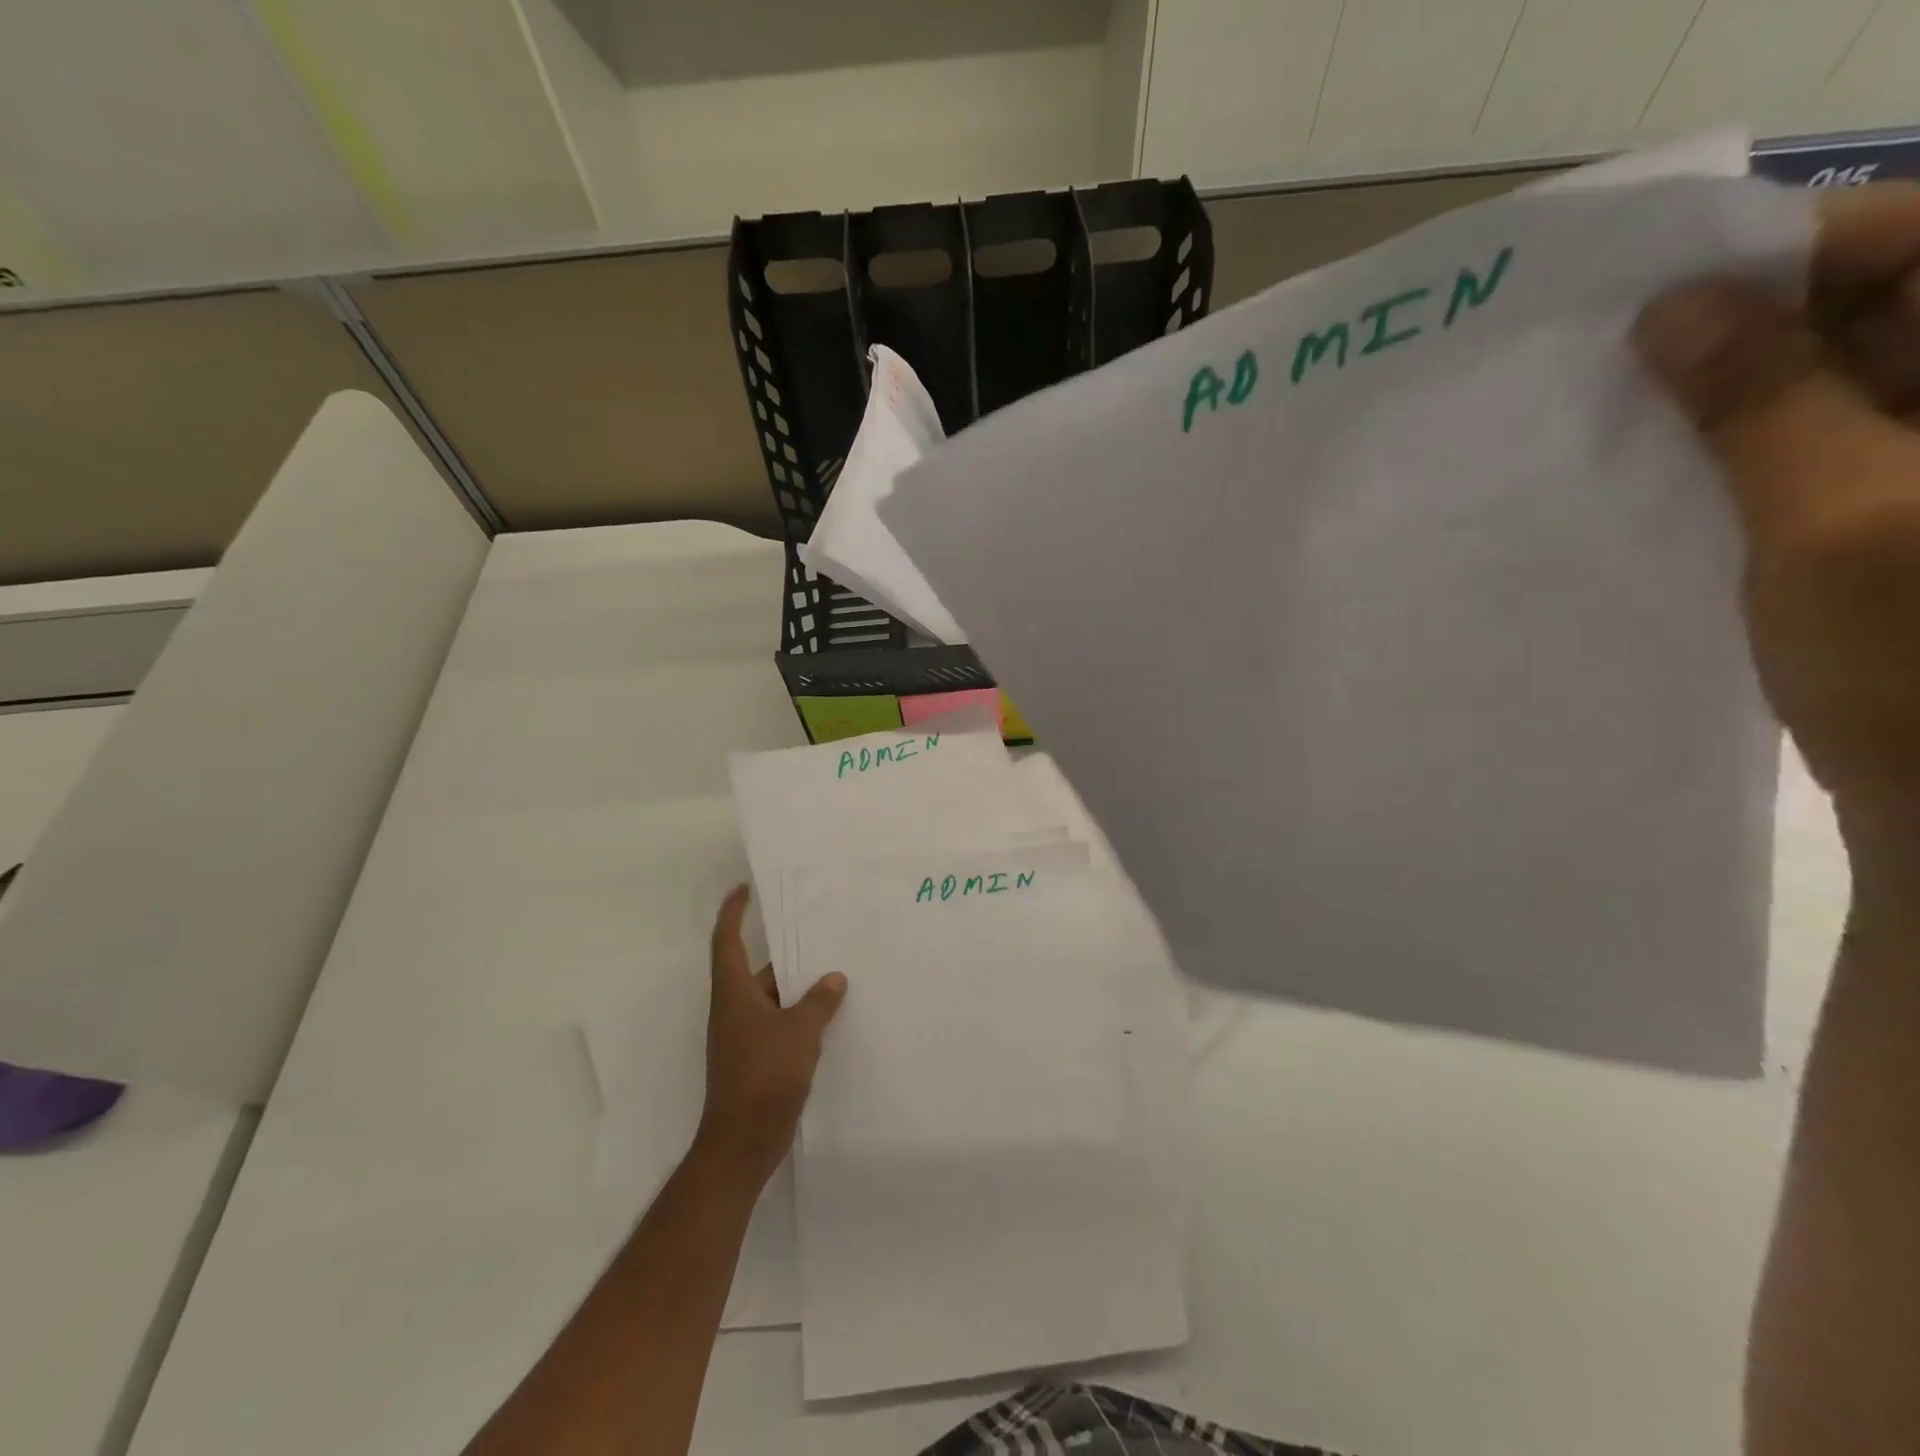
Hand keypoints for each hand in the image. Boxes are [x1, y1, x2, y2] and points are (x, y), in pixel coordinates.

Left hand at [695, 885, 846, 1188]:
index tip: (743, 890)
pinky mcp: (757, 1061)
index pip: (727, 942)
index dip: (732, 914)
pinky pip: (780, 1026)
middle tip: (822, 938)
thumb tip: (834, 978)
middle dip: (789, 957)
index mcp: (734, 994)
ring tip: (837, 976)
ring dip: (800, 990)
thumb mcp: (799, 1032)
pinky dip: (801, 1018)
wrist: (743, 1143)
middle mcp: (734, 1011)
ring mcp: (744, 1038)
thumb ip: (819, 1002)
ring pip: (774, 1001)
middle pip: (760, 972)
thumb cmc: (764, 1077)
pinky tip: (831, 1018)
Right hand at [1634, 185, 1919, 862]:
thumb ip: (1761, 400)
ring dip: (1727, 402)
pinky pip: (1815, 448)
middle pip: (1872, 308)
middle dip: (1740, 334)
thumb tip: (1672, 308)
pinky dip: (1739, 454)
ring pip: (1831, 384)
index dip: (1786, 256)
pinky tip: (1662, 474)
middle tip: (1610, 366)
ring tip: (1618, 423)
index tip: (1651, 298)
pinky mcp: (1899, 510)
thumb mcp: (1833, 516)